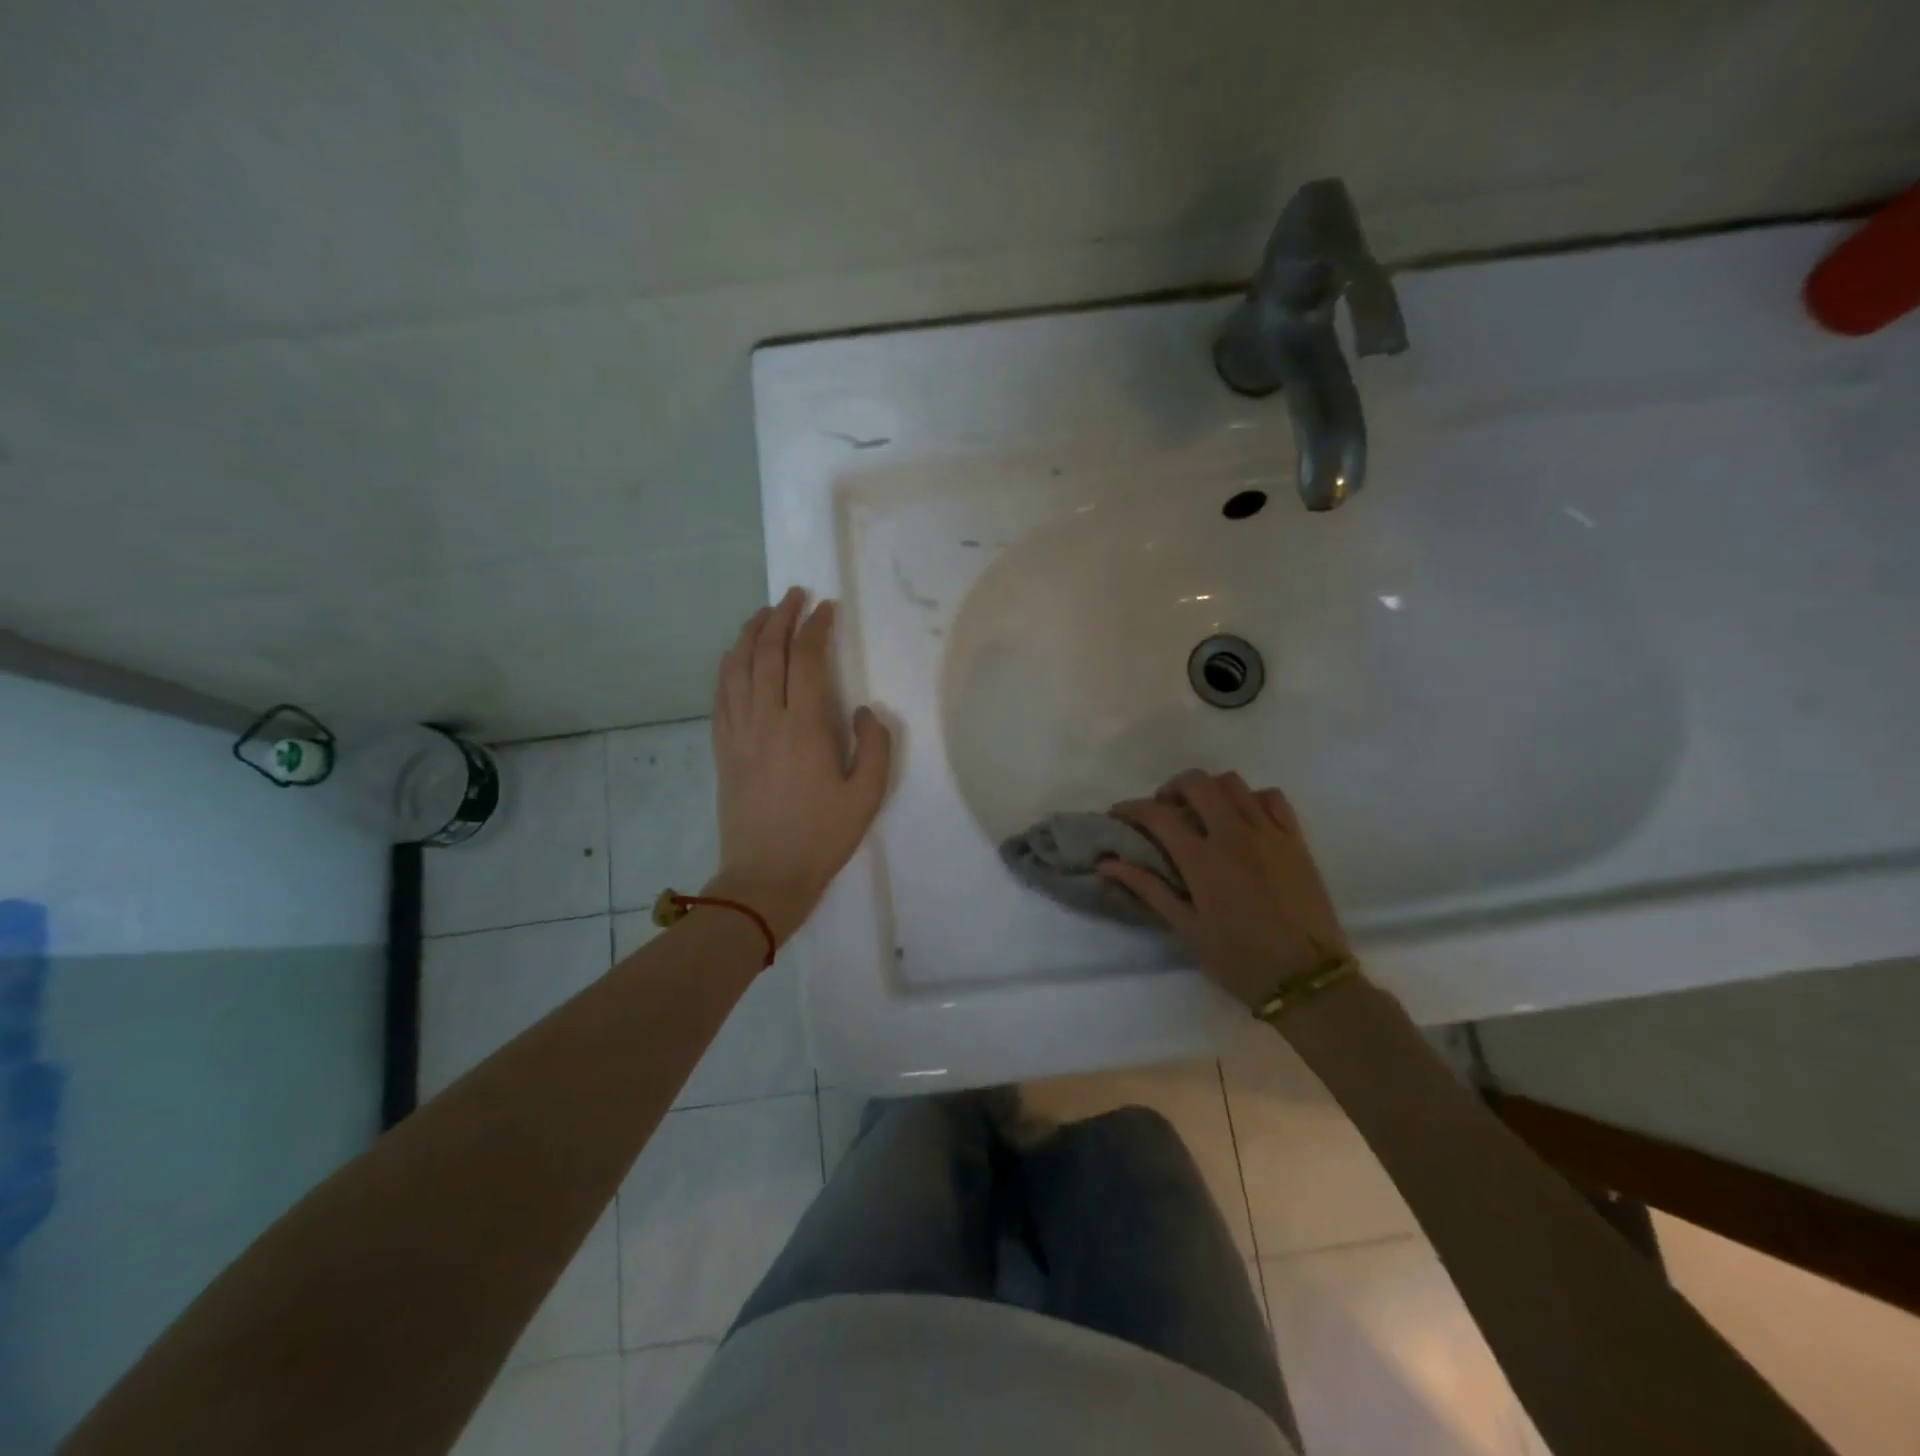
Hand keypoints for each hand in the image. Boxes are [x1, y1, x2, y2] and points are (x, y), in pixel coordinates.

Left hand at [708, 588, 892, 945]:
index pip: (806, 659)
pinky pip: (721, 693)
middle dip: (781, 616)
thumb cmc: (822, 837)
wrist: (765, 877)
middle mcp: (765, 719)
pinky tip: (736, 655)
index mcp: (804, 727)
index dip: (816, 627)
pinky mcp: (722, 747)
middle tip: (795, 596)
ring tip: (764, 613)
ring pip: (738, 666)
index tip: (827, 608)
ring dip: (750, 633)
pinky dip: (729, 665)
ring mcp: (738, 732)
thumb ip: (876, 746)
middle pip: (767, 652)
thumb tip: (866, 710)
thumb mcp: (867, 797)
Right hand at [1099, 771, 1352, 1009]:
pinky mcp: (1295, 839)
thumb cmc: (1240, 960)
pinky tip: (1243, 819)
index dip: (1131, 809)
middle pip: (1196, 783)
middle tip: (1163, 811)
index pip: (1157, 815)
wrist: (1308, 980)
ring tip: (1202, 812)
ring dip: (1209, 790)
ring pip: (1233, 783)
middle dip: (1171, 788)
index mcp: (1202, 859)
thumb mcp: (1188, 929)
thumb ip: (1149, 888)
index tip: (1118, 815)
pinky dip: (1250, 798)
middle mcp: (1233, 834)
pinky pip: (1271, 798)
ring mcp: (1268, 833)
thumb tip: (1108, 863)